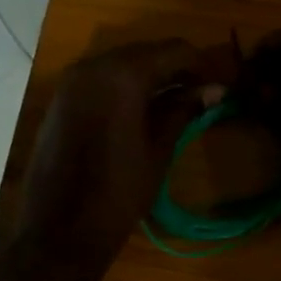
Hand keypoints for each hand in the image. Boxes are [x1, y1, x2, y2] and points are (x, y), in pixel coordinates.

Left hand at [15, 39, 226, 269]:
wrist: (61, 229)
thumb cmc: (119, 193)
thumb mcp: (159, 150)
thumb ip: (183, 111)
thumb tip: (213, 90)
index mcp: (123, 75)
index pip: (174, 51)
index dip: (202, 65)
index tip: (221, 84)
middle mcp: (93, 66)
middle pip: (145, 52)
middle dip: (176, 69)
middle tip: (202, 94)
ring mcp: (71, 81)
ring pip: (121, 64)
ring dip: (150, 77)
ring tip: (177, 103)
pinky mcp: (60, 99)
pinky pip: (100, 80)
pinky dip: (125, 87)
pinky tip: (142, 111)